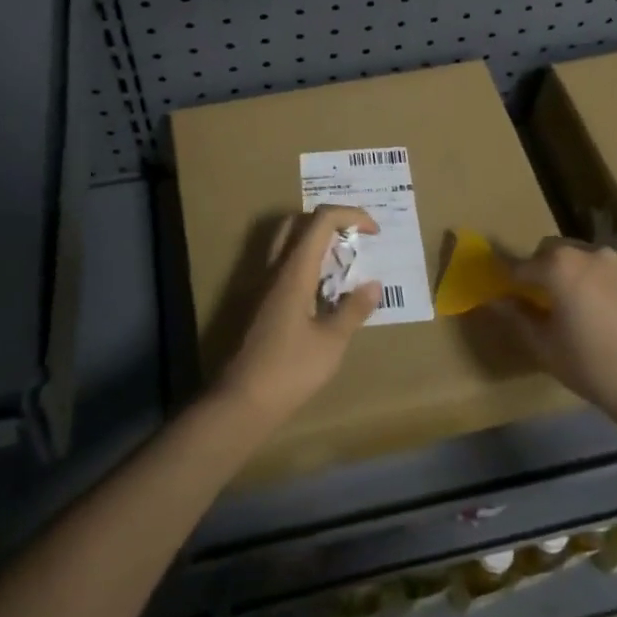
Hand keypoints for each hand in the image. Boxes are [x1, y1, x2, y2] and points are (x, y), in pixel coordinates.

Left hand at [215, 205, 382, 426]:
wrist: (242, 400)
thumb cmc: (290, 370)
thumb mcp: (331, 342)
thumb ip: (352, 309)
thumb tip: (373, 285)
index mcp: (294, 270)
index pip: (321, 220)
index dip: (351, 215)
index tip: (374, 232)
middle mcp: (275, 269)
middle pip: (298, 222)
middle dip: (330, 222)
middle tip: (354, 241)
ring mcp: (262, 285)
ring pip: (287, 243)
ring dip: (316, 242)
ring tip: (343, 267)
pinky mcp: (259, 303)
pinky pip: (283, 267)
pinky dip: (306, 264)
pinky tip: (322, 293)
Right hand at [493, 238, 616, 433]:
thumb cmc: (595, 368)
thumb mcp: (546, 348)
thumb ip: (517, 317)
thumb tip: (496, 300)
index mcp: (560, 267)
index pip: (522, 265)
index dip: (511, 278)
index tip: (507, 291)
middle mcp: (593, 252)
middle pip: (559, 251)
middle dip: (550, 269)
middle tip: (554, 302)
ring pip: (596, 260)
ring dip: (588, 276)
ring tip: (597, 310)